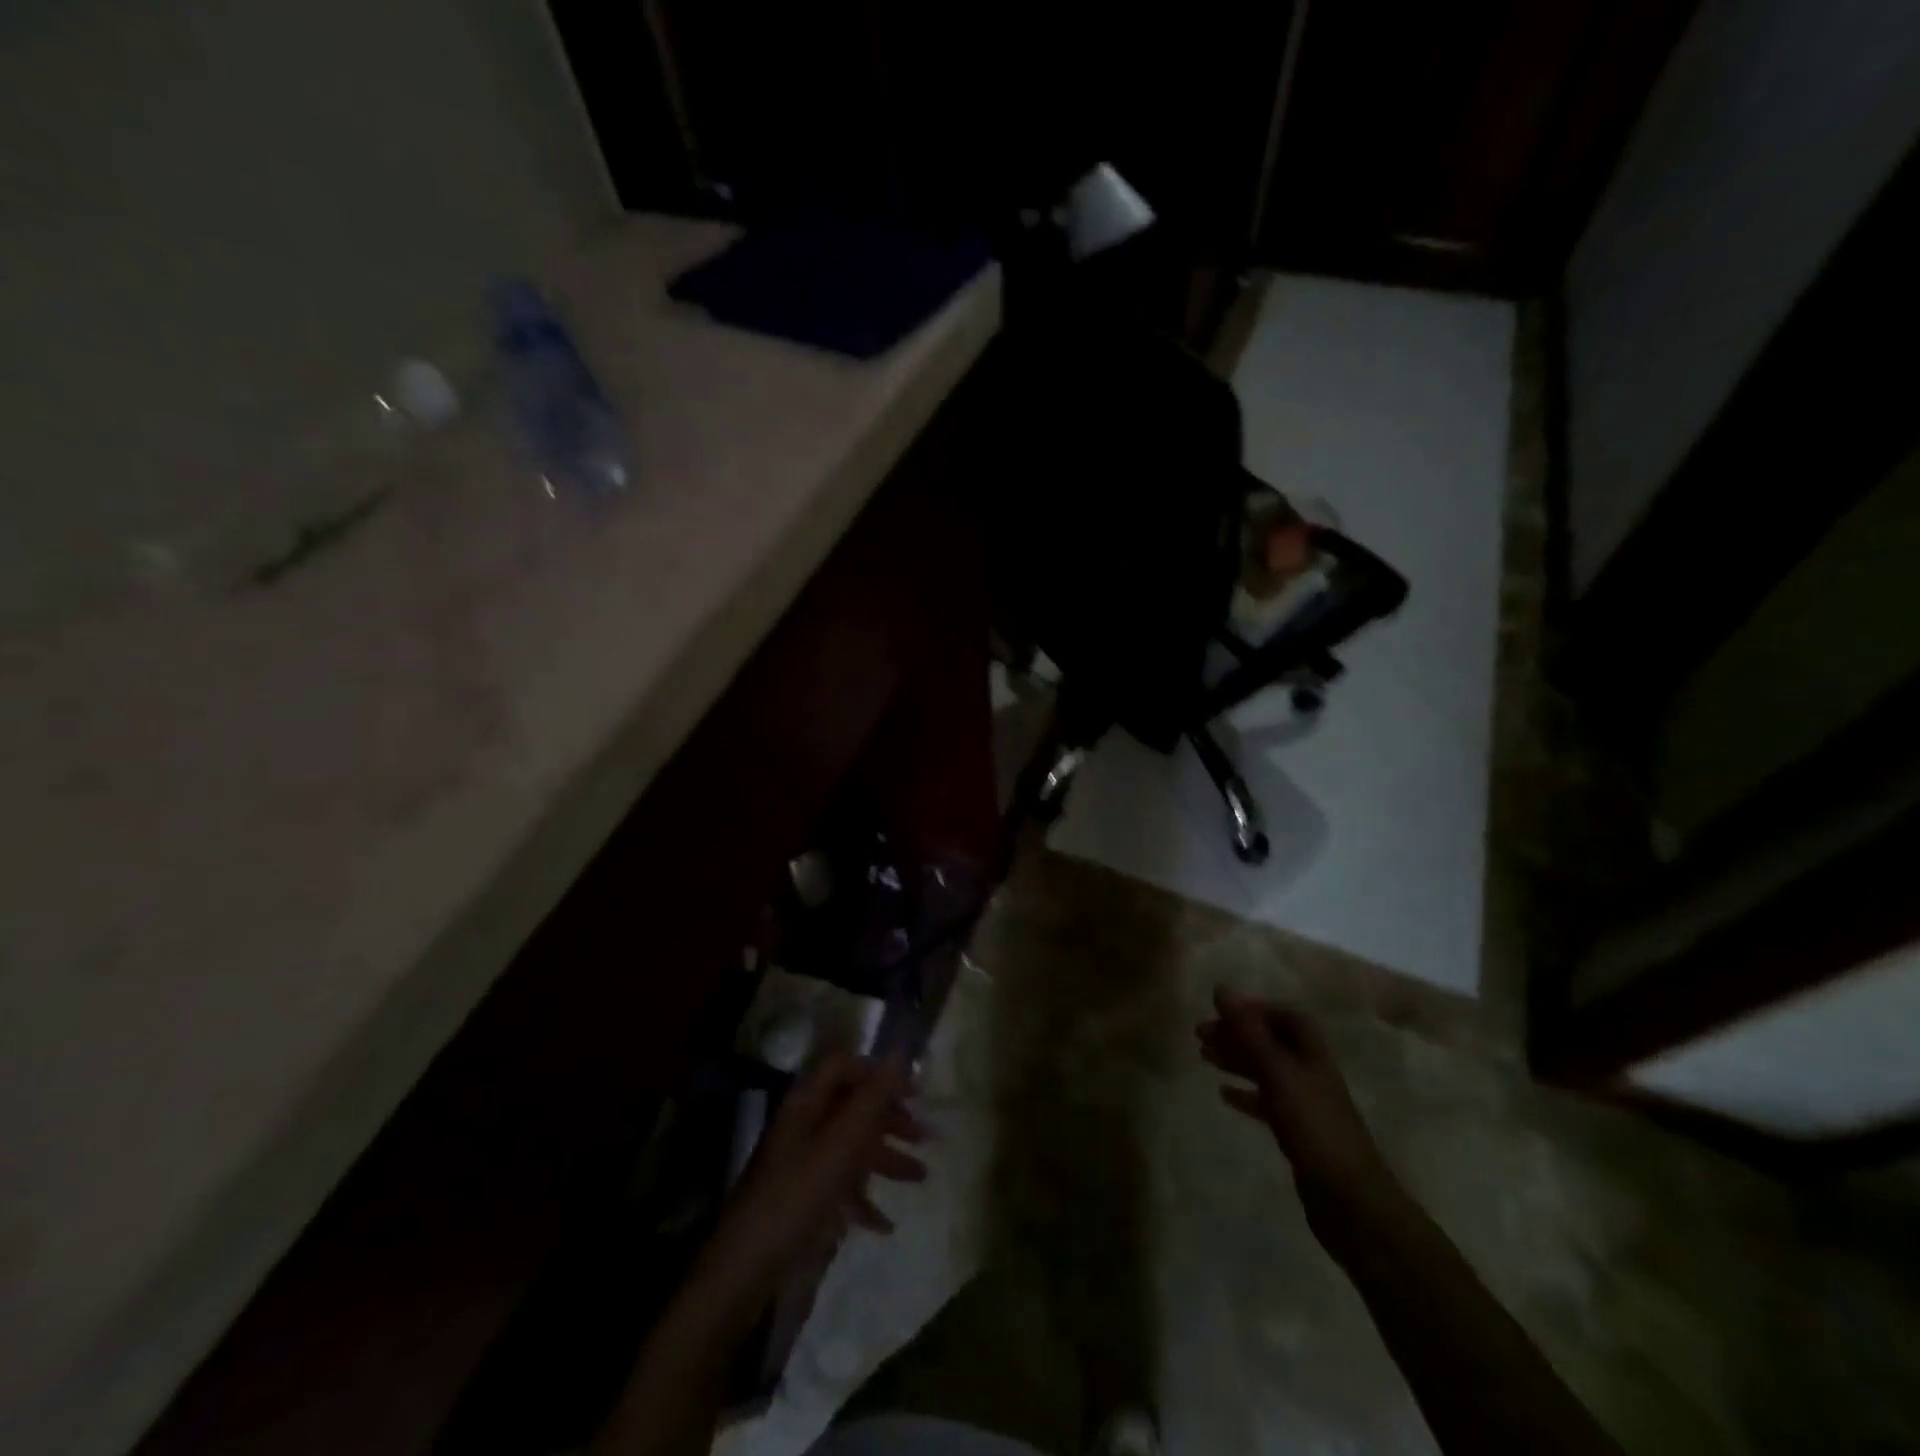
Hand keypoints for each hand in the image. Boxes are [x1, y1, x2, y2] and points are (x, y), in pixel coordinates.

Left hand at [696, 1055, 926, 1306]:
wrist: (747, 1272)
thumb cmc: (798, 1196)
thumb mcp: (842, 1144)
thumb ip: (873, 1099)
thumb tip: (900, 1053)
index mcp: (807, 1104)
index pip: (845, 1068)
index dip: (879, 1074)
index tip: (914, 1092)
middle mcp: (805, 1127)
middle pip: (852, 1108)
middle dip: (890, 1119)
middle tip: (924, 1137)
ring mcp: (803, 1165)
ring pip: (851, 1148)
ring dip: (886, 1159)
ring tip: (920, 1177)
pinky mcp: (804, 1202)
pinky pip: (841, 1188)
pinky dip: (865, 1200)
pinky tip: (885, 1224)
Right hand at [1197, 989, 1389, 1219]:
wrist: (1350, 1200)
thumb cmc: (1314, 1126)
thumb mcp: (1278, 1072)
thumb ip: (1248, 1032)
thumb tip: (1220, 988)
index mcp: (1312, 1054)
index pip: (1287, 1017)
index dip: (1256, 1010)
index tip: (1222, 1011)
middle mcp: (1310, 1073)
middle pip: (1271, 1042)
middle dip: (1238, 1034)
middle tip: (1200, 1034)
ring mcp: (1305, 1104)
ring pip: (1266, 1070)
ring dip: (1237, 1060)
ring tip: (1204, 1056)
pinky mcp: (1297, 1132)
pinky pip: (1266, 1102)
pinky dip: (1244, 1094)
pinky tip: (1223, 1094)